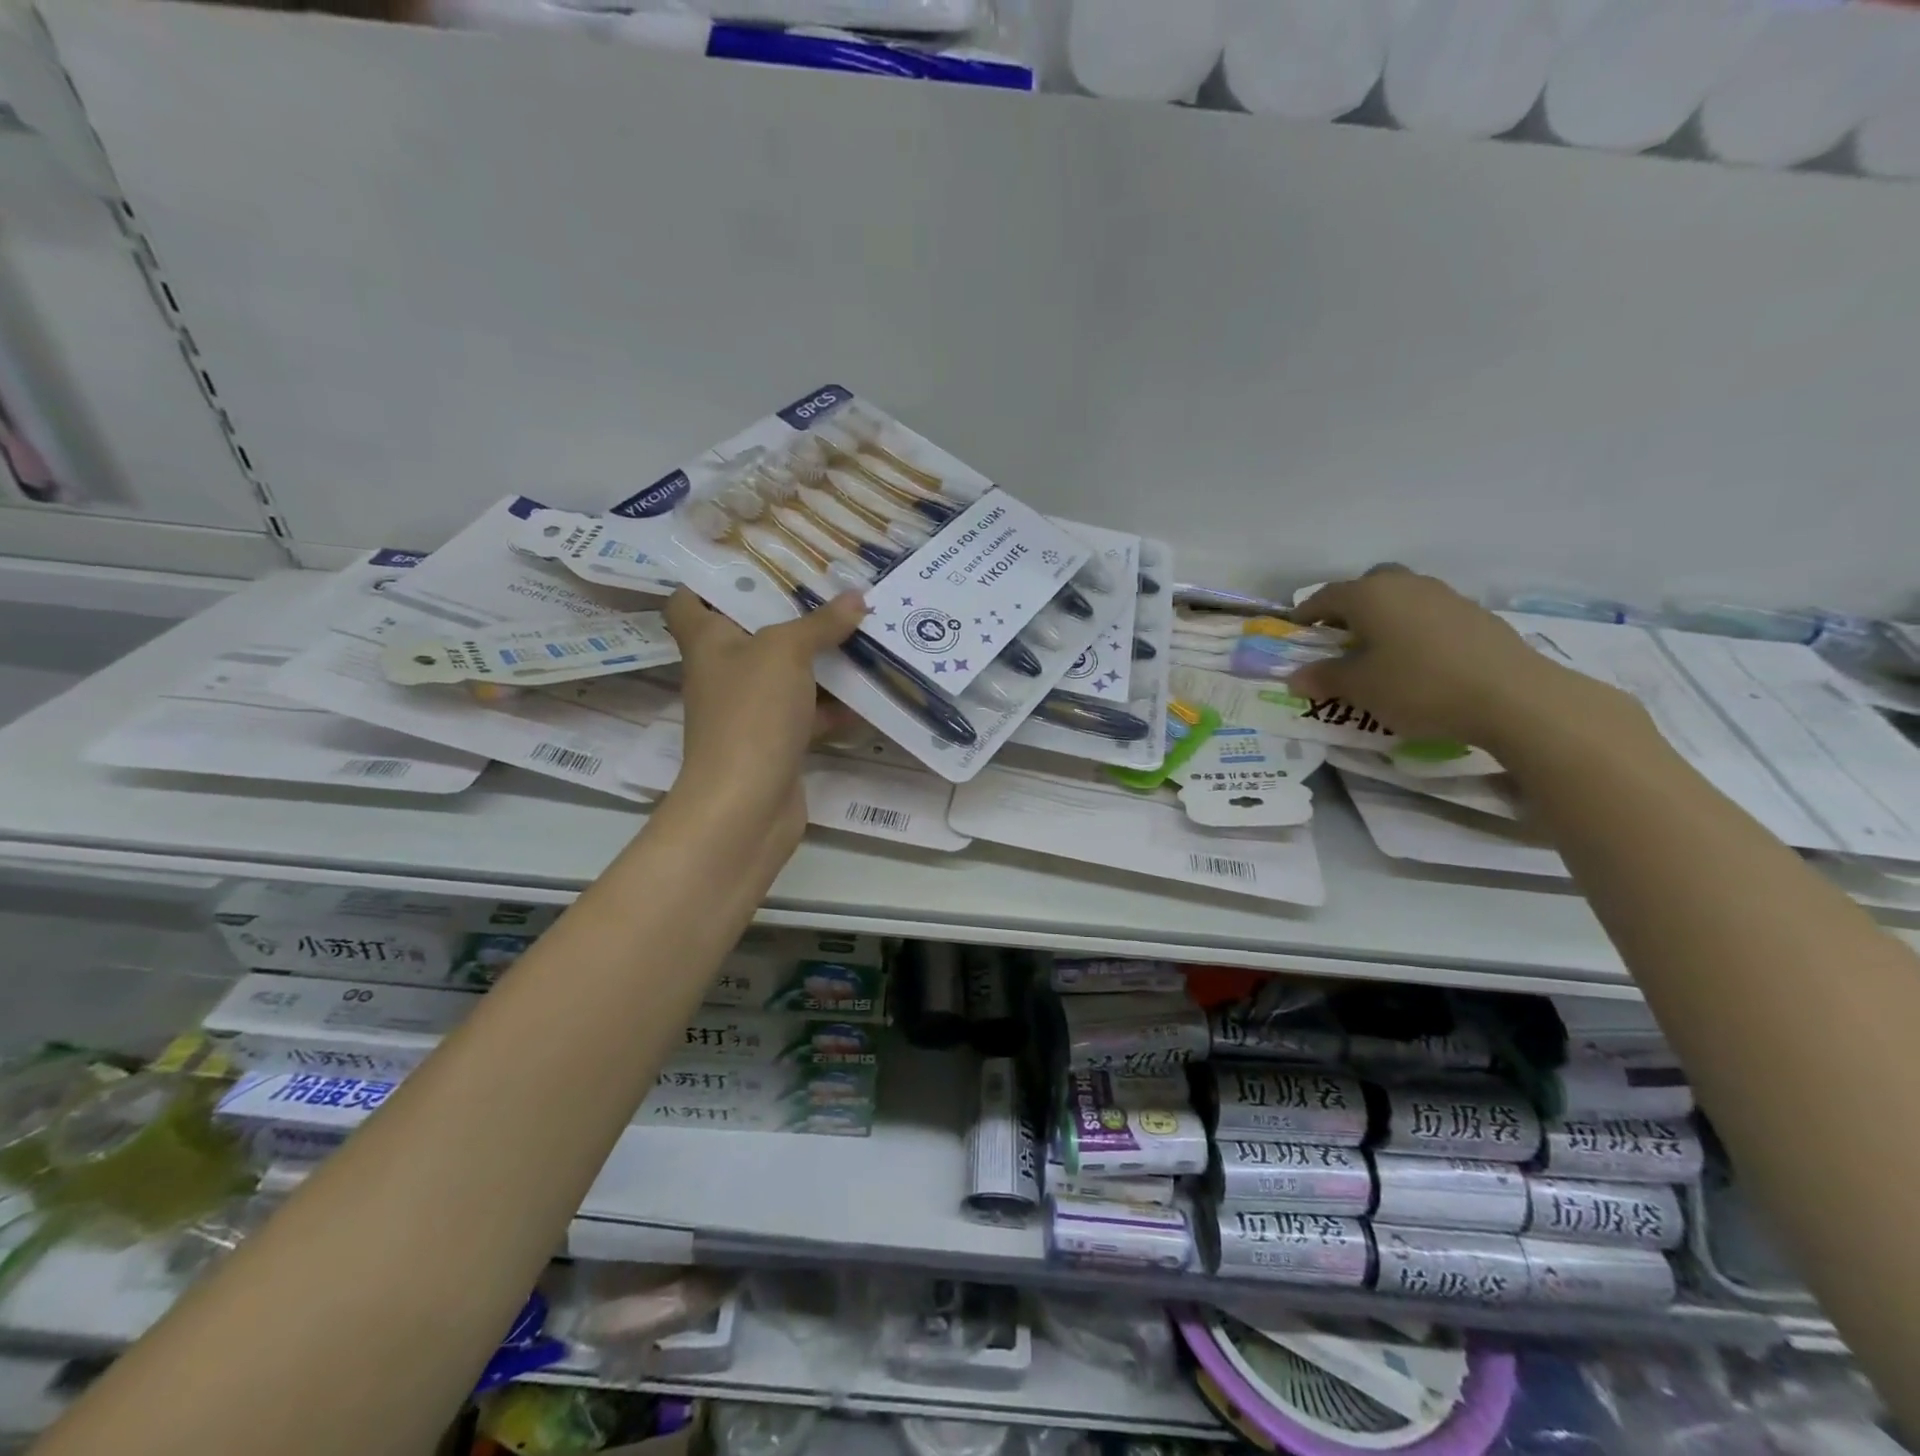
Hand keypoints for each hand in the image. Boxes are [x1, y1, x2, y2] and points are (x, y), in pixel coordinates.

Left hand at [663, 588, 866, 827]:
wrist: (746, 803)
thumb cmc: (751, 713)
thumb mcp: (785, 653)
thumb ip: (820, 623)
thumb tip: (857, 597)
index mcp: (707, 642)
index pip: (689, 601)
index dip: (711, 580)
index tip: (752, 563)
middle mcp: (723, 674)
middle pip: (751, 635)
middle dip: (790, 616)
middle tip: (829, 592)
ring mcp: (749, 712)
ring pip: (786, 676)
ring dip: (821, 662)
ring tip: (862, 634)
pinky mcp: (776, 744)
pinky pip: (808, 715)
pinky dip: (835, 707)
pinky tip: (870, 694)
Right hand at [1290, 567, 1625, 749]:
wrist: (1512, 696)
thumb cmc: (1419, 686)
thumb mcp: (1360, 688)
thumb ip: (1325, 678)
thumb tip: (1296, 677)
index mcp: (1370, 595)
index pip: (1326, 596)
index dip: (1307, 613)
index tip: (1297, 632)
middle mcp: (1406, 585)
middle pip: (1369, 586)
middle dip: (1350, 607)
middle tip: (1341, 637)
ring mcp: (1446, 596)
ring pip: (1403, 598)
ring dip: (1385, 617)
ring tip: (1380, 652)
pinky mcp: (1476, 615)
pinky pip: (1430, 615)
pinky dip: (1415, 630)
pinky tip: (1420, 661)